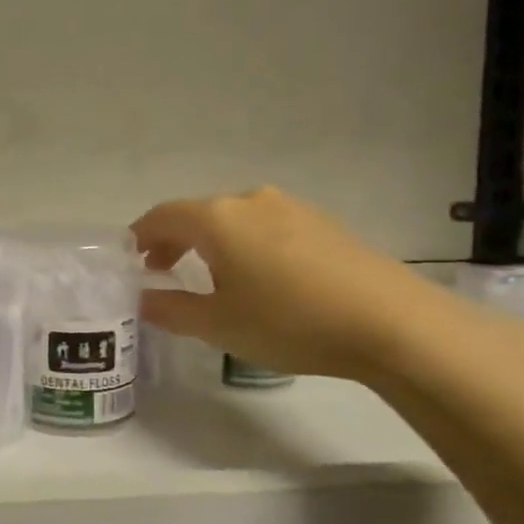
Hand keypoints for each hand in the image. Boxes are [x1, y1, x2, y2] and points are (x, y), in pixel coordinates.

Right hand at [131, 186, 507, 382]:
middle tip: (163, 270)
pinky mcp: (323, 222)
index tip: (131, 261)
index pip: (161, 216)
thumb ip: (170, 309)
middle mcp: (249, 200)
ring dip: (211, 242)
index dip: (140, 237)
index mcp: (217, 218)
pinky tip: (261, 277)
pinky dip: (246, 243)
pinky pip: (266, 226)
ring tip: (211, 277)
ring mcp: (291, 207)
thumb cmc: (289, 321)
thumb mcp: (218, 324)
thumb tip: (141, 299)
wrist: (392, 323)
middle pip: (197, 213)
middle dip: (174, 240)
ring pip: (233, 219)